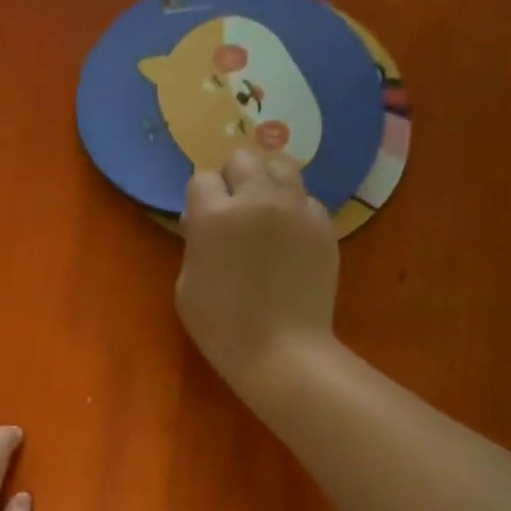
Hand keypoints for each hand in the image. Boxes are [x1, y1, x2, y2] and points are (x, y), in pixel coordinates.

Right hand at [175, 150, 339, 396]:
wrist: (281, 351)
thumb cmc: (222, 328)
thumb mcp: (186, 287)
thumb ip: (195, 244)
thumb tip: (204, 223)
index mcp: (215, 216)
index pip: (202, 179)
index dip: (200, 200)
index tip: (201, 223)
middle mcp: (257, 199)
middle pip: (243, 159)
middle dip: (233, 180)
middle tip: (233, 212)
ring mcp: (296, 209)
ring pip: (281, 166)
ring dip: (267, 183)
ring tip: (265, 213)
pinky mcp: (324, 225)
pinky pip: (307, 200)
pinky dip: (295, 210)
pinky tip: (290, 240)